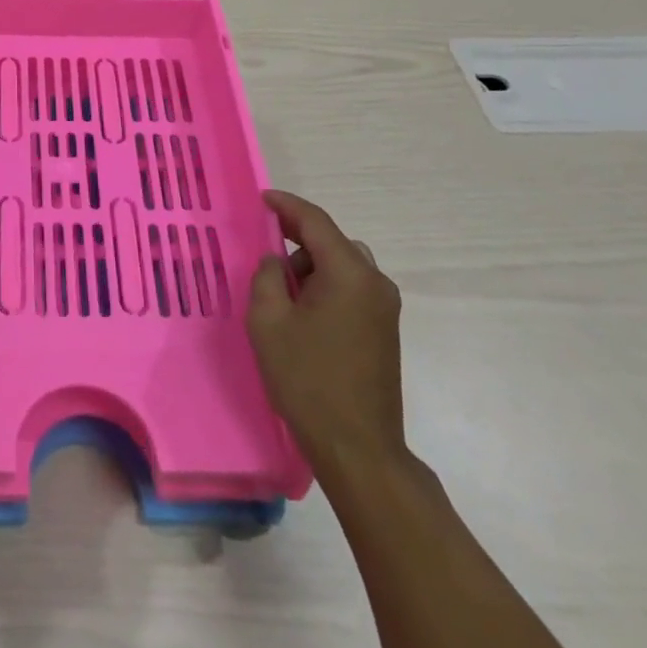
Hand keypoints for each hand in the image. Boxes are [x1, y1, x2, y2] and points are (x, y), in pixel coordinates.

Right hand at [247, 190, 407, 489]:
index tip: (262, 198)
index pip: (315, 221)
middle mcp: (375, 282)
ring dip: (312, 266)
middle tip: (265, 252)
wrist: (359, 449)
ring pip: (343, 264)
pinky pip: (352, 287)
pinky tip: (303, 312)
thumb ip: (267, 277)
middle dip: (297, 240)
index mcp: (349, 273)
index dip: (286, 205)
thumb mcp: (268, 321)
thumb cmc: (308, 380)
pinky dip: (326, 285)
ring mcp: (384, 308)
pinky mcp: (385, 330)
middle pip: (332, 241)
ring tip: (282, 293)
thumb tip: (276, 261)